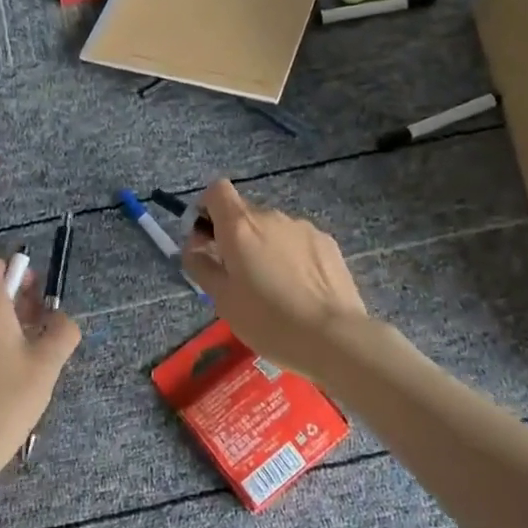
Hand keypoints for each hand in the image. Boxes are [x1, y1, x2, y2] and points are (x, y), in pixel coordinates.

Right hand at [183, 179, 368, 377]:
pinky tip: (299, 289)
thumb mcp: (222, 299)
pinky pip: (297, 241)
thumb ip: (201, 265)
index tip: (206, 239)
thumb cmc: (267, 321)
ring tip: (273, 288)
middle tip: (237, 275)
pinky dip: (291, 256)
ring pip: (273, 229)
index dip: (206, 208)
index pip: (217, 190)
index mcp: (240, 226)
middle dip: (235, 236)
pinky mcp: (327, 242)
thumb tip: (194, 246)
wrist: (333, 337)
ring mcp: (303, 227)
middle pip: (245, 213)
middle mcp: (271, 216)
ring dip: (265, 247)